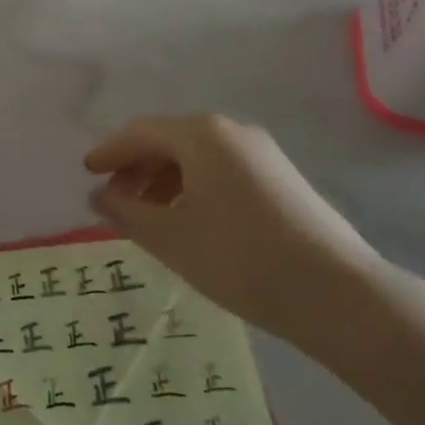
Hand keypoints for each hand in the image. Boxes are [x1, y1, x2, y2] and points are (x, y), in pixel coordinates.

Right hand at [84, 115, 388, 374]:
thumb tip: (100, 196)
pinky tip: (190, 221)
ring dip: (164, 180)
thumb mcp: (171, 238)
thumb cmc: (241, 259)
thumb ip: (126, 212)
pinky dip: (194, 188)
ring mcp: (261, 152)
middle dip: (136, 168)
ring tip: (148, 217)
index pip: (141, 132)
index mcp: (201, 134)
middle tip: (113, 200)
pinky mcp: (280, 177)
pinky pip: (222, 170)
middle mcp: (231, 131)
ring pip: (197, 156)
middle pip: (169, 140)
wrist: (338, 294)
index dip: (110, 152)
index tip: (87, 173)